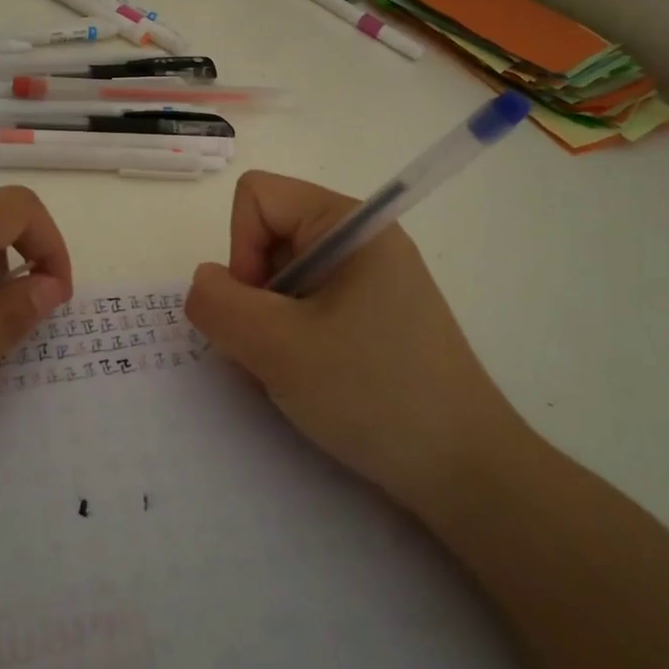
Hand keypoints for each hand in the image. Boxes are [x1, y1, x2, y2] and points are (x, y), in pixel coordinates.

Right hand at [185, 171, 524, 519]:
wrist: (463, 470)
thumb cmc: (373, 394)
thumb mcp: (278, 348)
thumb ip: (218, 304)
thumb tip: (205, 282)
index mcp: (350, 224)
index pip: (258, 197)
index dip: (241, 249)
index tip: (262, 309)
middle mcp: (361, 241)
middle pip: (268, 238)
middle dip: (254, 296)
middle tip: (276, 351)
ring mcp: (368, 281)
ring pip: (281, 280)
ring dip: (269, 326)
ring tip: (295, 374)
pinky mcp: (371, 318)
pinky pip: (305, 309)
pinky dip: (290, 342)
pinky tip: (311, 382)